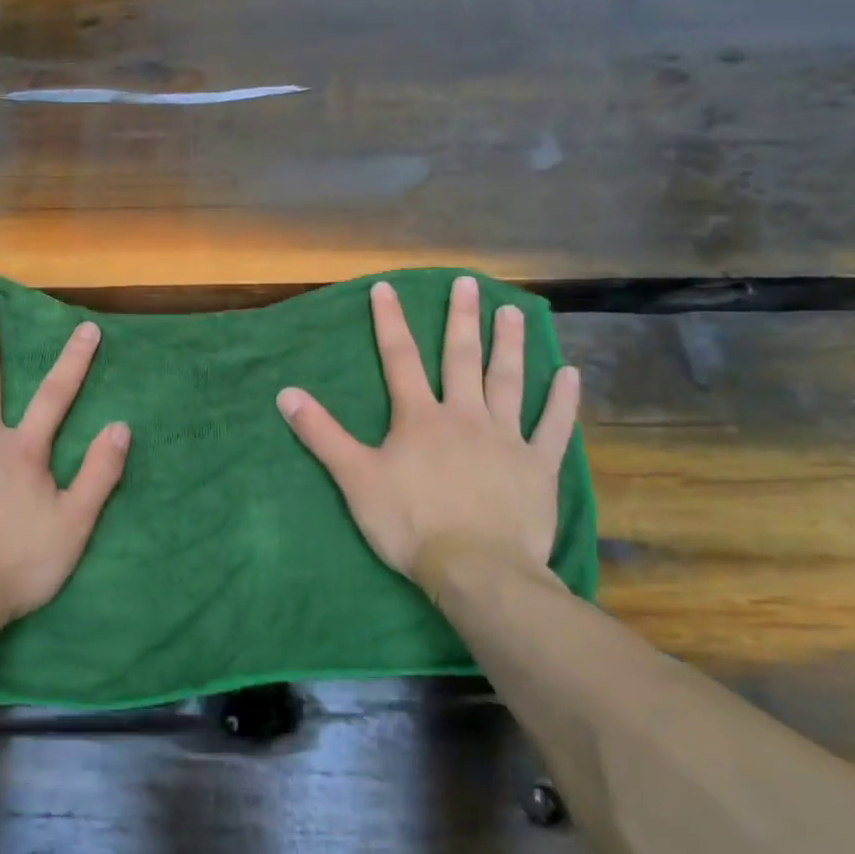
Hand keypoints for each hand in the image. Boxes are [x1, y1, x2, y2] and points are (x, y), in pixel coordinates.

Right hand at [276, 277, 578, 590]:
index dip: (390, 322)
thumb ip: (321, 434)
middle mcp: (464, 416)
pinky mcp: (538, 466)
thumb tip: (285, 394)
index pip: (400, 359)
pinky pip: (553, 426)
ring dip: (509, 344)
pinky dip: (561, 400)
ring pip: (508, 381)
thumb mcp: (355, 478)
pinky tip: (568, 373)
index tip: (386, 288)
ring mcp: (506, 438)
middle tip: (468, 283)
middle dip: (461, 319)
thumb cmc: (410, 523)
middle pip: (462, 358)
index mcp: (419, 418)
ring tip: (512, 311)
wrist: (477, 570)